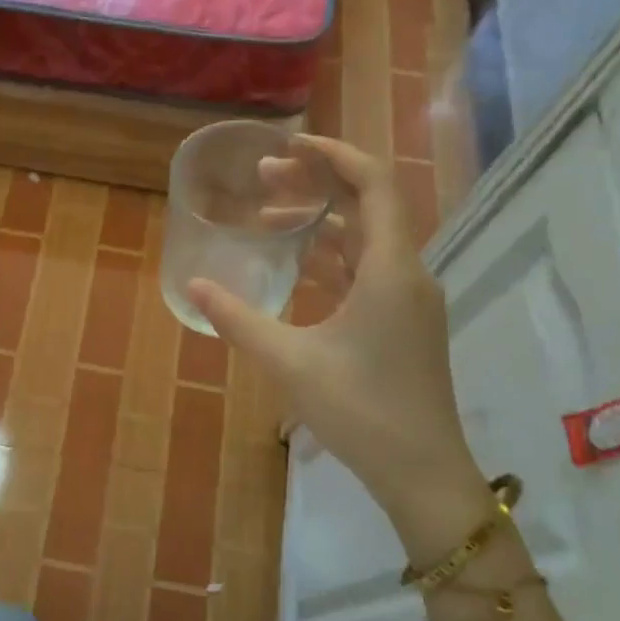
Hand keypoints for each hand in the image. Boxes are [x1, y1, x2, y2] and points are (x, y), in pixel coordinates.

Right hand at [188, 136, 492, 550]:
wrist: (423, 474)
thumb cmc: (362, 411)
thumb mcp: (290, 362)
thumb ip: (239, 319)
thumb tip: (196, 284)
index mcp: (391, 270)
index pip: (373, 184)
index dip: (334, 154)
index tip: (288, 146)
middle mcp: (408, 274)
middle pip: (367, 205)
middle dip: (317, 183)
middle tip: (264, 179)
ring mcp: (409, 299)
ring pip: (365, 239)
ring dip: (320, 222)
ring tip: (267, 218)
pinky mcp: (402, 322)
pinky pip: (366, 270)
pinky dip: (330, 257)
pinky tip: (294, 265)